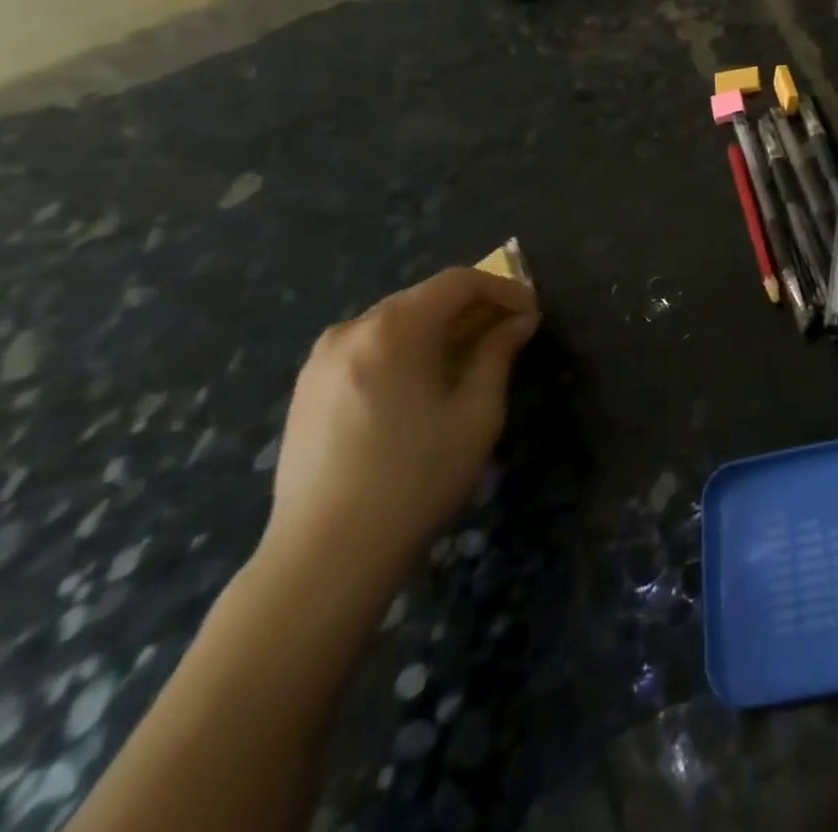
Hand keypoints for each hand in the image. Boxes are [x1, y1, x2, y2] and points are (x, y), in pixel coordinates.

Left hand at [260, 268, 539, 599]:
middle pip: (425, 297)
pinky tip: (422, 382)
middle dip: (472, 308)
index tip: (531, 311)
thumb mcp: (476, 413)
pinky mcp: (306, 387)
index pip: (459, 282)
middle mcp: (353, 329)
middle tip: (508, 333)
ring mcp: (322, 358)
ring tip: (468, 357)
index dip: (503, 289)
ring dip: (438, 328)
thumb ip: (498, 354)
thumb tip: (518, 321)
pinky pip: (368, 346)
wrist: (325, 555)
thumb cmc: (416, 479)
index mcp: (395, 329)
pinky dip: (404, 348)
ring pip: (395, 321)